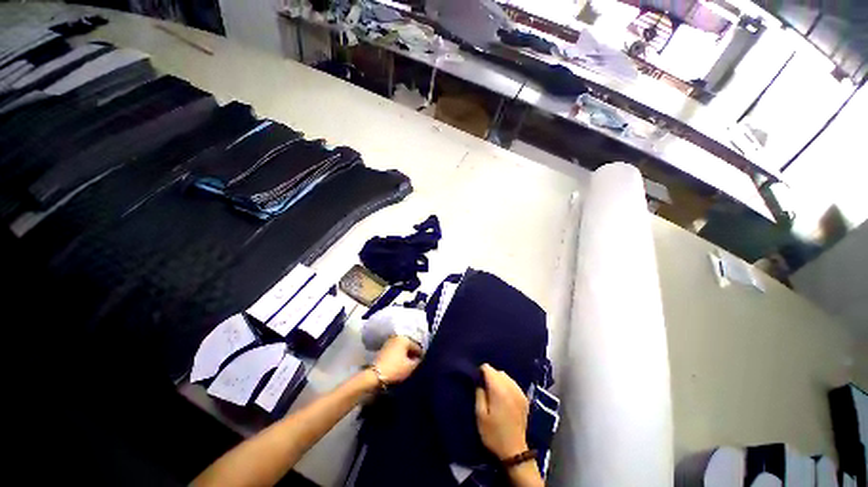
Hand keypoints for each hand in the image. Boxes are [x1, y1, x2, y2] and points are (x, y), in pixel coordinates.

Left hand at [372, 335, 422, 383]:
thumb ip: (418, 361)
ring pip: (402, 349)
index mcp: (405, 339)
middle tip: (416, 365)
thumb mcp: (410, 367)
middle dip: (413, 355)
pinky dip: (399, 357)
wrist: (375, 376)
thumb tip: (419, 359)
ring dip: (406, 356)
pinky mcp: (383, 350)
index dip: (421, 356)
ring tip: (409, 366)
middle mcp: (397, 337)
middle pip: (409, 346)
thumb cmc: (395, 369)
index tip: (423, 364)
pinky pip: (395, 352)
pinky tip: (400, 365)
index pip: (417, 347)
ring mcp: (389, 343)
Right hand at [475, 364, 528, 459]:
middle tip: (485, 389)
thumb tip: (479, 380)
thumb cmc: (493, 434)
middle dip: (490, 376)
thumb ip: (479, 393)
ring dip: (499, 380)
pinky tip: (504, 398)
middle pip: (497, 371)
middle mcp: (510, 386)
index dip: (481, 372)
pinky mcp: (524, 398)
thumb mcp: (480, 415)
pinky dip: (507, 386)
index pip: (488, 368)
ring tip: (494, 393)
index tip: (477, 382)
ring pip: (506, 376)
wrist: (514, 451)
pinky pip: (513, 384)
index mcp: (498, 389)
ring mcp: (519, 392)